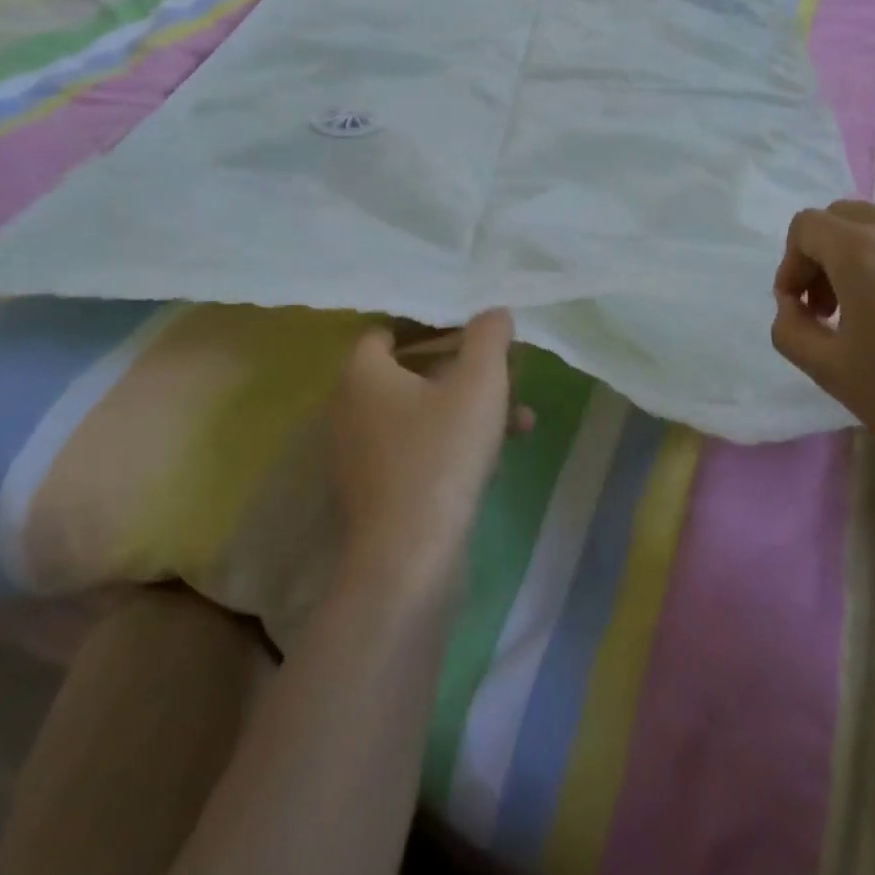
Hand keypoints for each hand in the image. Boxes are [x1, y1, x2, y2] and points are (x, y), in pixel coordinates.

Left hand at [331, 310, 527, 594]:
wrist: (409, 561)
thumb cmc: (440, 455)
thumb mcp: (479, 384)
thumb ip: (489, 337)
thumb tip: (494, 312)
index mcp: (363, 375)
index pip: (388, 331)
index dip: (431, 324)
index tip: (472, 330)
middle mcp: (353, 409)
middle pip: (413, 372)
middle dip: (466, 370)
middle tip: (506, 372)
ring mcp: (364, 455)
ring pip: (424, 414)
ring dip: (471, 409)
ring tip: (521, 419)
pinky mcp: (380, 492)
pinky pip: (421, 449)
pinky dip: (456, 443)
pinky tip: (500, 456)